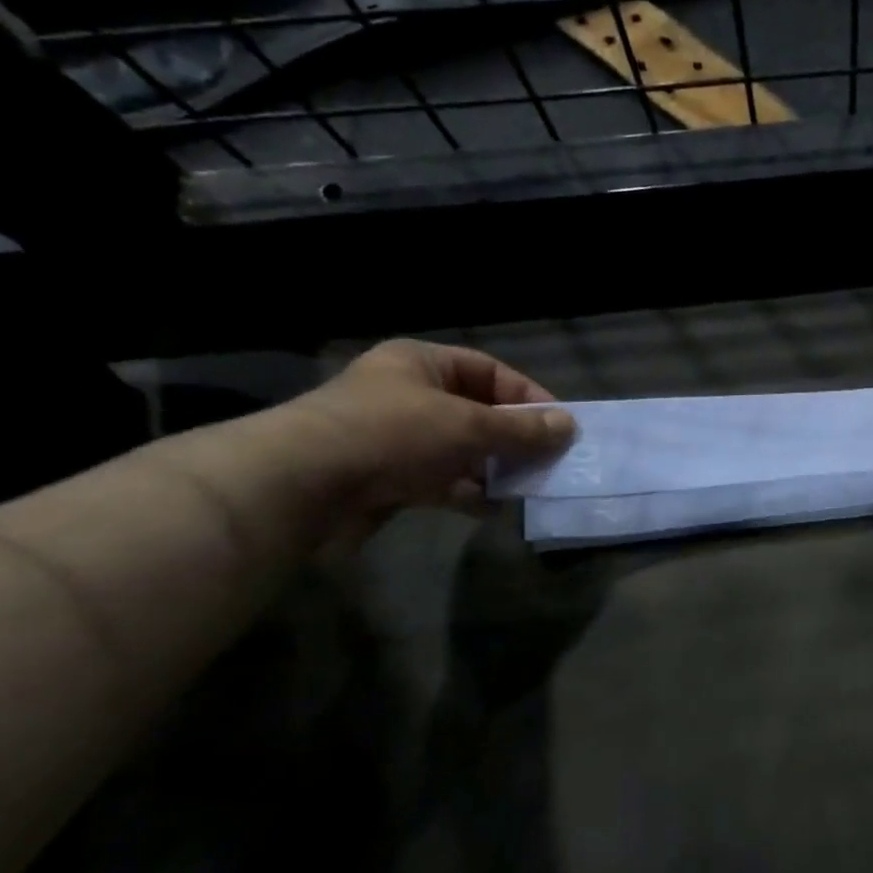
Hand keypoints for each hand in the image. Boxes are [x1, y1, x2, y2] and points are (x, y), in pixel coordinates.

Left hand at [287, 339, 573, 520]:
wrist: (303, 486)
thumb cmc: (393, 434)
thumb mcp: (469, 425)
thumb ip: (522, 429)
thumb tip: (569, 426)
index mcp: (421, 364)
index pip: (490, 371)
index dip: (528, 395)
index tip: (559, 424)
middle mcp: (408, 396)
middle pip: (478, 413)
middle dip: (514, 438)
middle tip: (549, 460)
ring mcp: (397, 439)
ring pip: (462, 451)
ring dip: (494, 469)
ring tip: (528, 487)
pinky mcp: (388, 479)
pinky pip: (441, 482)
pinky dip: (468, 494)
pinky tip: (493, 508)